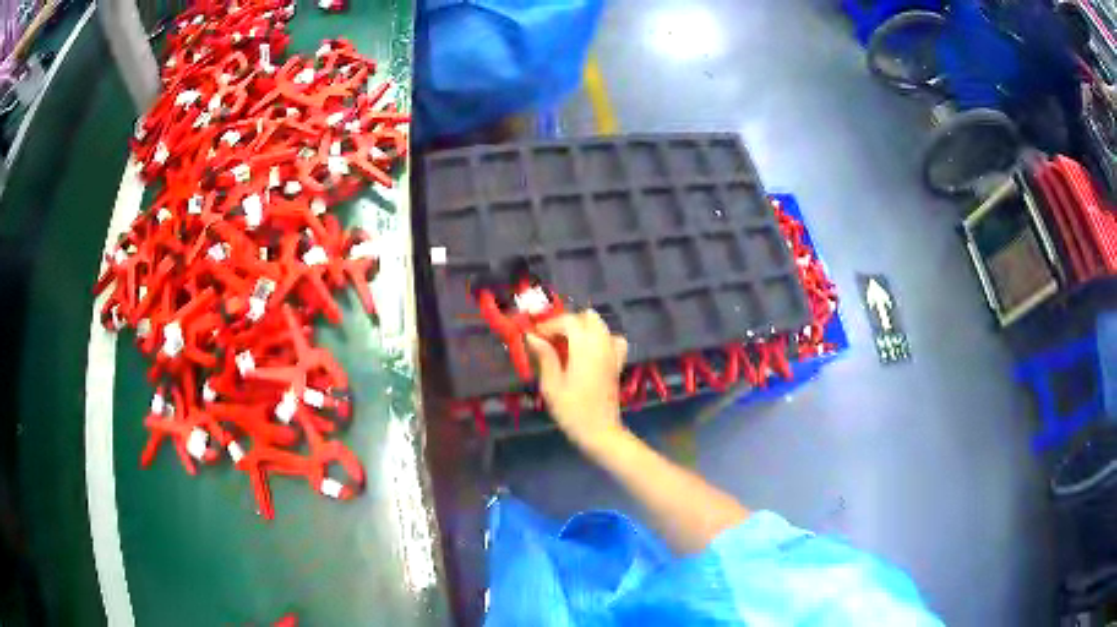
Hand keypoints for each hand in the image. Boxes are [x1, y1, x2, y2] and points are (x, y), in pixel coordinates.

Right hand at [525, 310, 628, 450]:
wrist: (600, 432)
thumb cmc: (572, 410)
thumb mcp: (551, 385)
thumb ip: (544, 356)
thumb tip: (532, 336)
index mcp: (585, 346)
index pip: (568, 321)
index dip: (550, 325)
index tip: (535, 336)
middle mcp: (602, 343)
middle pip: (587, 318)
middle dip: (568, 323)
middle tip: (550, 339)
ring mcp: (613, 353)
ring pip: (601, 326)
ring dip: (583, 328)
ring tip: (567, 345)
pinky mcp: (618, 363)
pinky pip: (613, 340)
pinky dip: (601, 339)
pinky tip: (589, 352)